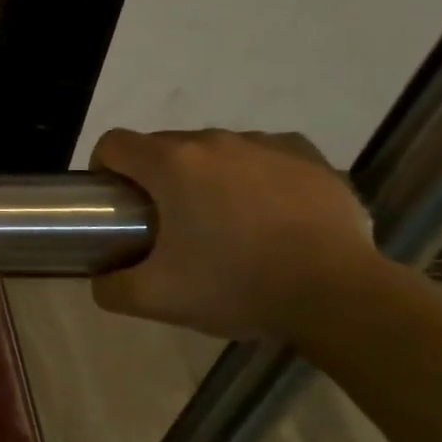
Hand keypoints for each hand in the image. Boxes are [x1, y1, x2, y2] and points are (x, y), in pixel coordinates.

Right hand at [89, 128, 384, 339]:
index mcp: (170, 164)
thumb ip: (112, 288)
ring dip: (206, 176)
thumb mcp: (157, 299)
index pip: (114, 143)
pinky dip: (255, 175)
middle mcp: (213, 141)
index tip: (115, 202)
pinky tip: (268, 212)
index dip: (104, 168)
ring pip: (215, 150)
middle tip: (168, 225)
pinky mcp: (308, 156)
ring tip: (225, 223)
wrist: (340, 296)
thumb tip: (101, 279)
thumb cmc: (237, 286)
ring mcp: (264, 145)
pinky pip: (265, 155)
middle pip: (163, 146)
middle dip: (156, 178)